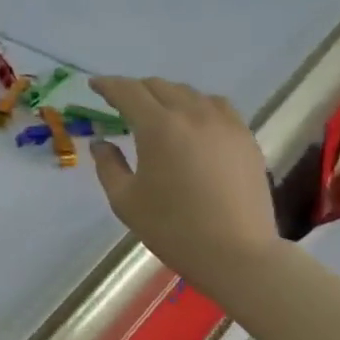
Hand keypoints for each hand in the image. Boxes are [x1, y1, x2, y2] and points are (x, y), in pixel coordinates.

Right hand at [88, 77, 281, 281]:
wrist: (237, 254)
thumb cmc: (174, 229)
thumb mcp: (126, 201)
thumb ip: (108, 165)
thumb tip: (102, 142)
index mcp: (158, 126)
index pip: (128, 91)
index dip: (108, 85)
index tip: (95, 86)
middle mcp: (191, 114)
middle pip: (158, 86)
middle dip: (136, 90)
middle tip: (122, 104)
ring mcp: (223, 123)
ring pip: (189, 93)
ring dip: (166, 96)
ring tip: (158, 112)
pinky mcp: (245, 137)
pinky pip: (216, 106)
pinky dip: (197, 105)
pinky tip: (194, 122)